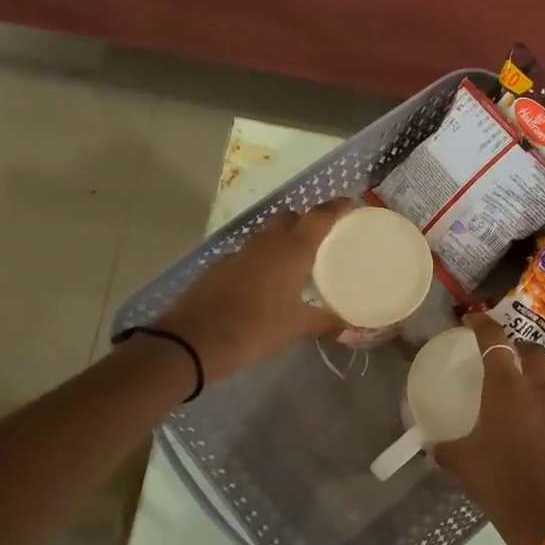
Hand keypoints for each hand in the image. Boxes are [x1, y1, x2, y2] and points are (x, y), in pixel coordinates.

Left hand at [158, 199, 351, 381]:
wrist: (194, 340)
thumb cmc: (256, 328)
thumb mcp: (297, 328)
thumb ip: (326, 323)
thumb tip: (350, 328)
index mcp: (292, 250)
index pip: (318, 217)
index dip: (335, 207)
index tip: (350, 204)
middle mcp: (266, 243)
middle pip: (289, 218)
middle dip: (306, 221)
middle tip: (322, 237)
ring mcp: (239, 253)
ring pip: (267, 235)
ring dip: (282, 240)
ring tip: (296, 262)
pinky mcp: (220, 267)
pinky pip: (248, 255)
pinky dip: (261, 261)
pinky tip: (265, 283)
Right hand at [434, 313, 544, 544]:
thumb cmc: (500, 482)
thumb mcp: (464, 464)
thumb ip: (448, 450)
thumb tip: (435, 449)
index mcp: (507, 388)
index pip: (495, 340)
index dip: (482, 324)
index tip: (472, 320)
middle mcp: (537, 389)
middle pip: (533, 350)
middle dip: (519, 346)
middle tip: (504, 355)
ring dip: (537, 376)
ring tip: (521, 390)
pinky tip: (534, 425)